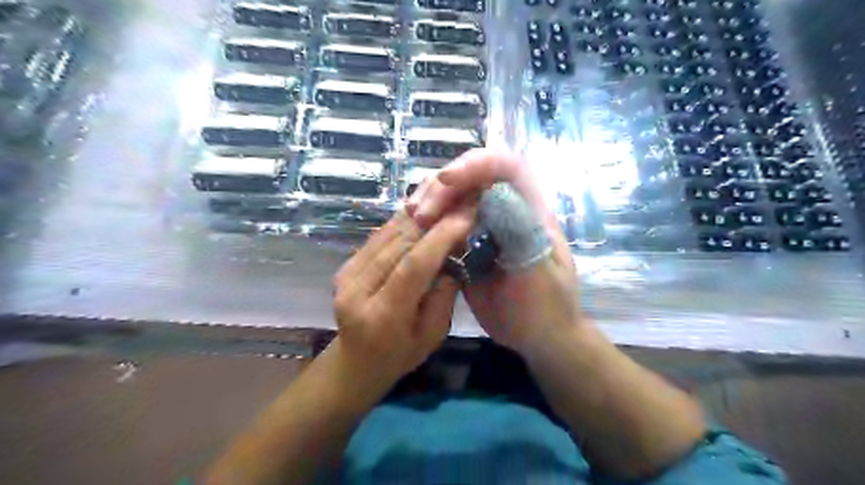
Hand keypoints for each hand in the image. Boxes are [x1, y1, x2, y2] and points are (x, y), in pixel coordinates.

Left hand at [332, 206, 478, 385]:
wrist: (356, 362)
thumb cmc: (400, 355)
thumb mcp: (432, 336)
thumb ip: (443, 296)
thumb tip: (453, 254)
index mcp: (382, 316)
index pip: (413, 267)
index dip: (440, 238)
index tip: (466, 215)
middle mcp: (357, 290)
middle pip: (398, 244)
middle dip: (433, 218)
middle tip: (461, 199)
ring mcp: (346, 275)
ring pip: (387, 234)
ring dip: (419, 214)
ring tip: (446, 199)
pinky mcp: (345, 265)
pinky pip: (378, 237)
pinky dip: (403, 222)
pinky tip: (423, 210)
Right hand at [411, 149, 583, 353]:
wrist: (538, 336)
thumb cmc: (547, 306)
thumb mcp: (539, 273)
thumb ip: (521, 235)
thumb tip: (493, 195)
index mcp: (530, 211)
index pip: (507, 167)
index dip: (477, 164)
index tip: (448, 181)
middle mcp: (505, 211)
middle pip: (472, 179)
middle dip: (443, 188)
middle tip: (420, 214)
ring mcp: (484, 228)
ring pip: (454, 199)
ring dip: (430, 202)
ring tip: (412, 219)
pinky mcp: (467, 245)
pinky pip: (445, 225)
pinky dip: (427, 225)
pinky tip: (413, 233)